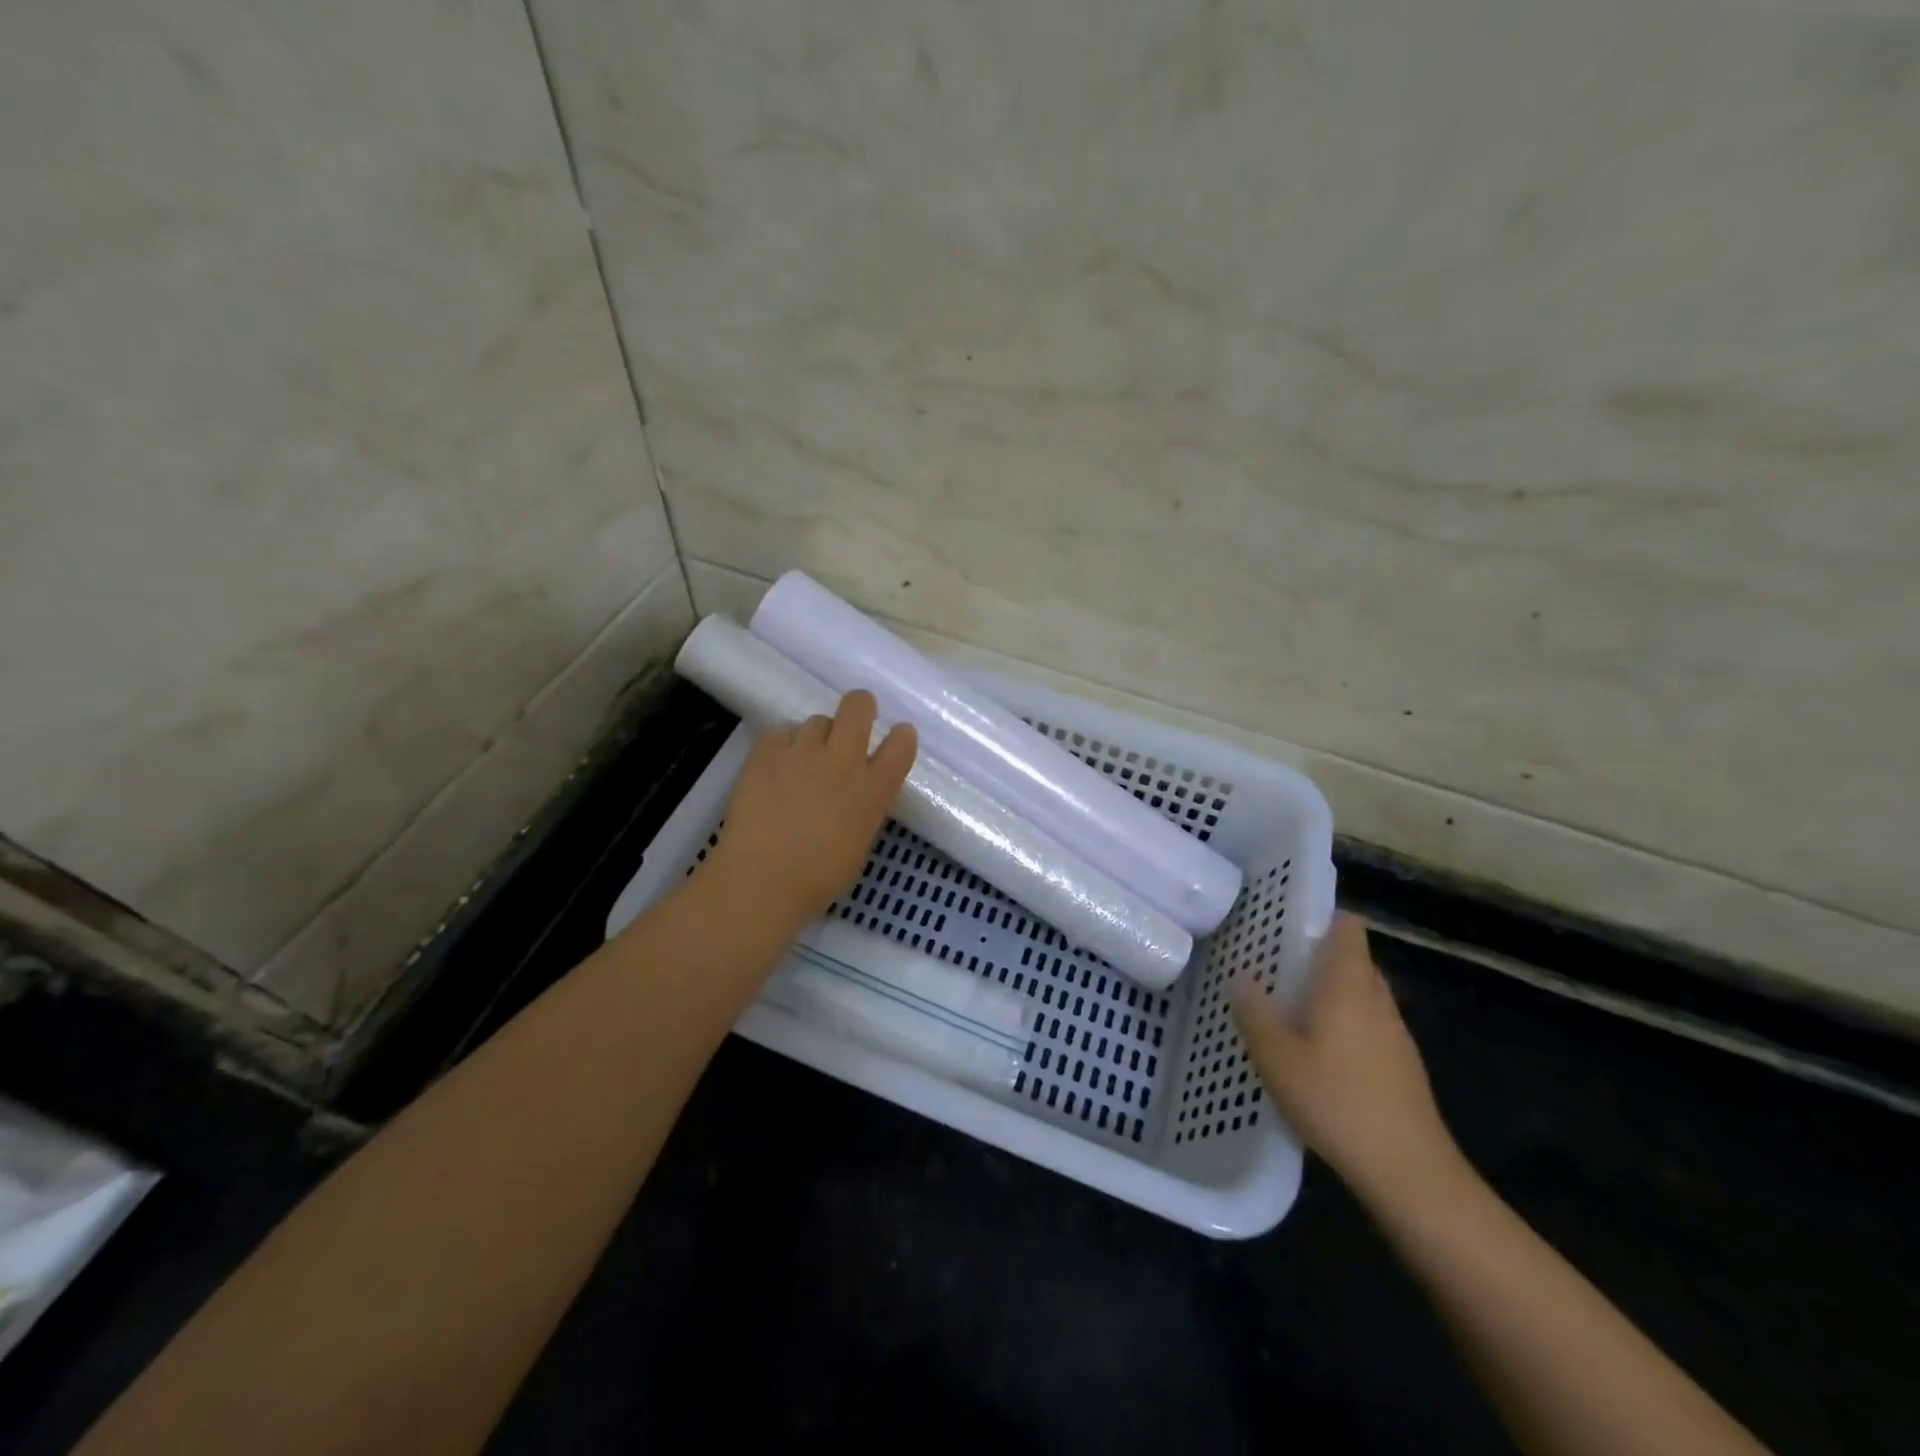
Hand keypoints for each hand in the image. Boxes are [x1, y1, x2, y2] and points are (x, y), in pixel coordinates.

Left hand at [703, 690, 916, 933]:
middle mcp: (843, 760)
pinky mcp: (766, 751)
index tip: (896, 738)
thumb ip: (865, 806)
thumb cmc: (820, 877)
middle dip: (859, 707)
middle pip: (858, 706)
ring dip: (815, 738)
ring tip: (802, 763)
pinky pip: (779, 733)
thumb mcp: (860, 841)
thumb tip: (858, 791)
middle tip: (852, 723)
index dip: (901, 736)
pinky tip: (773, 769)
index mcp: (873, 788)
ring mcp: (803, 751)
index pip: (901, 744)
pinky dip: (781, 746)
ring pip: (816, 721)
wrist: (763, 879)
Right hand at [1233, 912, 1463, 1207]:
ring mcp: (1395, 1033)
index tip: (1283, 923)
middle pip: (1352, 958)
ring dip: (1329, 992)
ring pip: (1360, 993)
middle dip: (1315, 956)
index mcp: (1348, 984)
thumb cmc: (1337, 1102)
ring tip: (1287, 1008)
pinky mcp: (1401, 1064)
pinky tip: (1316, 1054)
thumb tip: (1242, 979)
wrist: (1410, 1172)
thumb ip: (1255, 1013)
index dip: (1320, 916)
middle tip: (1273, 966)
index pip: (1347, 926)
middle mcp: (1376, 998)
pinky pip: (1368, 1024)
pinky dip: (1343, 1023)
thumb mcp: (1277, 1057)